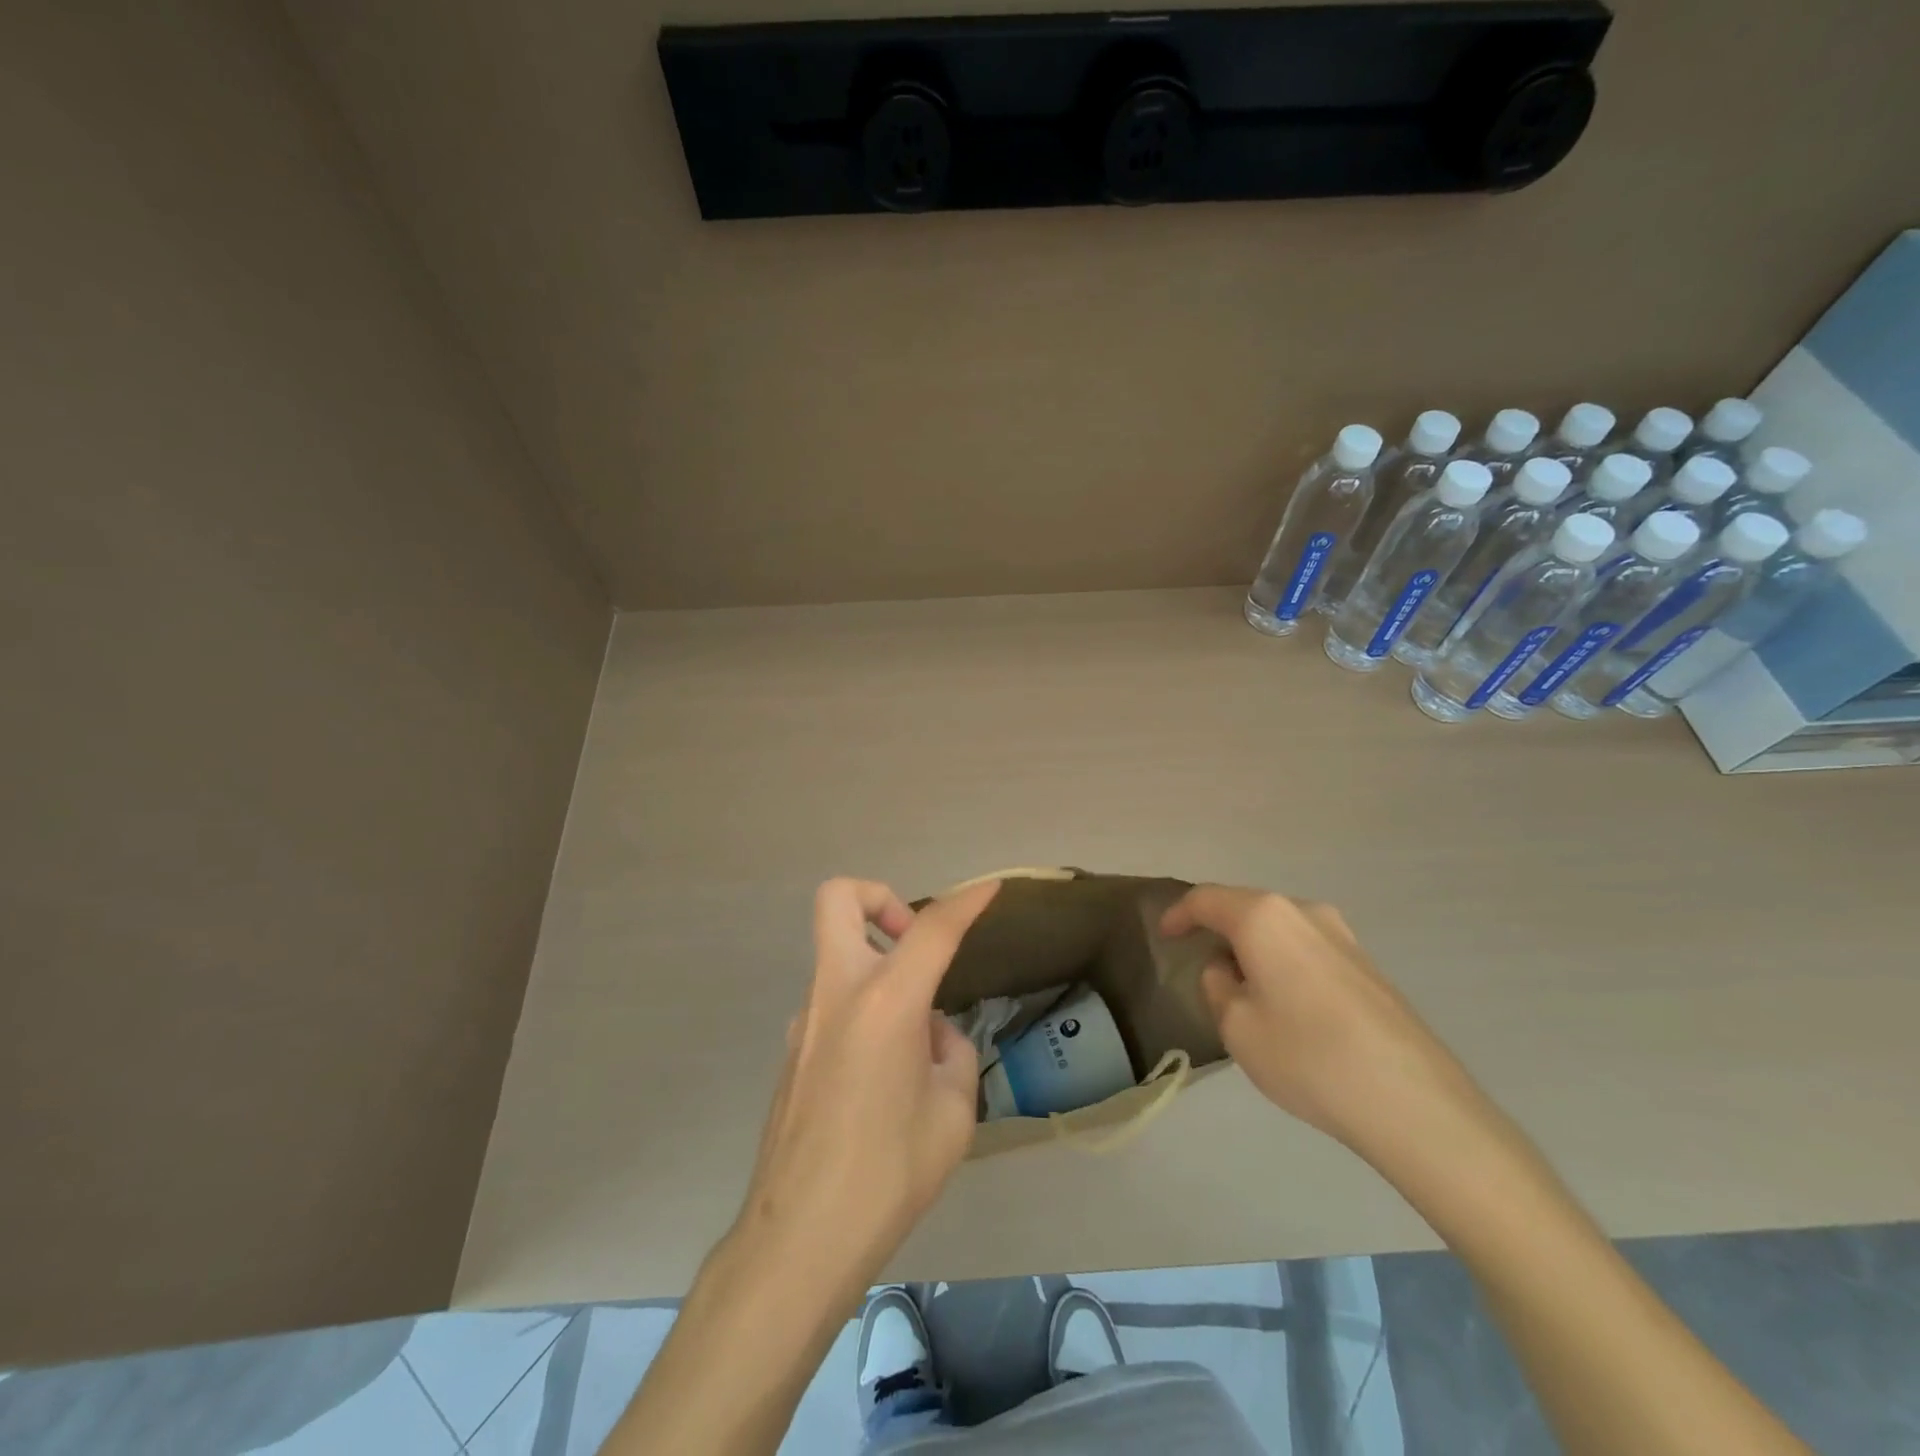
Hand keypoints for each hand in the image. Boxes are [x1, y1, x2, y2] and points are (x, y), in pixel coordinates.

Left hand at [730, 876, 998, 1306]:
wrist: (799, 1240)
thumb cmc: (888, 1175)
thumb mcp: (952, 1114)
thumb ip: (950, 1053)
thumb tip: (930, 1033)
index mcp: (886, 1002)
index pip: (932, 928)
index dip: (966, 901)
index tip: (989, 888)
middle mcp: (838, 993)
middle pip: (839, 899)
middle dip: (880, 898)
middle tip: (912, 943)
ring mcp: (805, 1020)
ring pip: (836, 954)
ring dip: (877, 967)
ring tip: (913, 1041)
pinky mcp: (792, 1051)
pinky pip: (833, 1003)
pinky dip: (864, 1011)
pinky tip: (882, 1077)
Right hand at [1161, 885, 1481, 1159]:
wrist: (1413, 1102)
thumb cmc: (1308, 1056)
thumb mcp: (1237, 1027)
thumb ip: (1218, 986)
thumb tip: (1228, 969)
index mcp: (1263, 917)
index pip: (1207, 900)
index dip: (1179, 914)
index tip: (1164, 935)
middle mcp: (1304, 911)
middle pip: (1247, 907)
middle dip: (1218, 928)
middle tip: (1199, 959)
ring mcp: (1343, 936)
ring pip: (1280, 927)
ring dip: (1254, 947)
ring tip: (1242, 985)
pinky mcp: (1368, 964)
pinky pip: (1308, 948)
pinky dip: (1284, 961)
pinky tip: (1286, 1001)